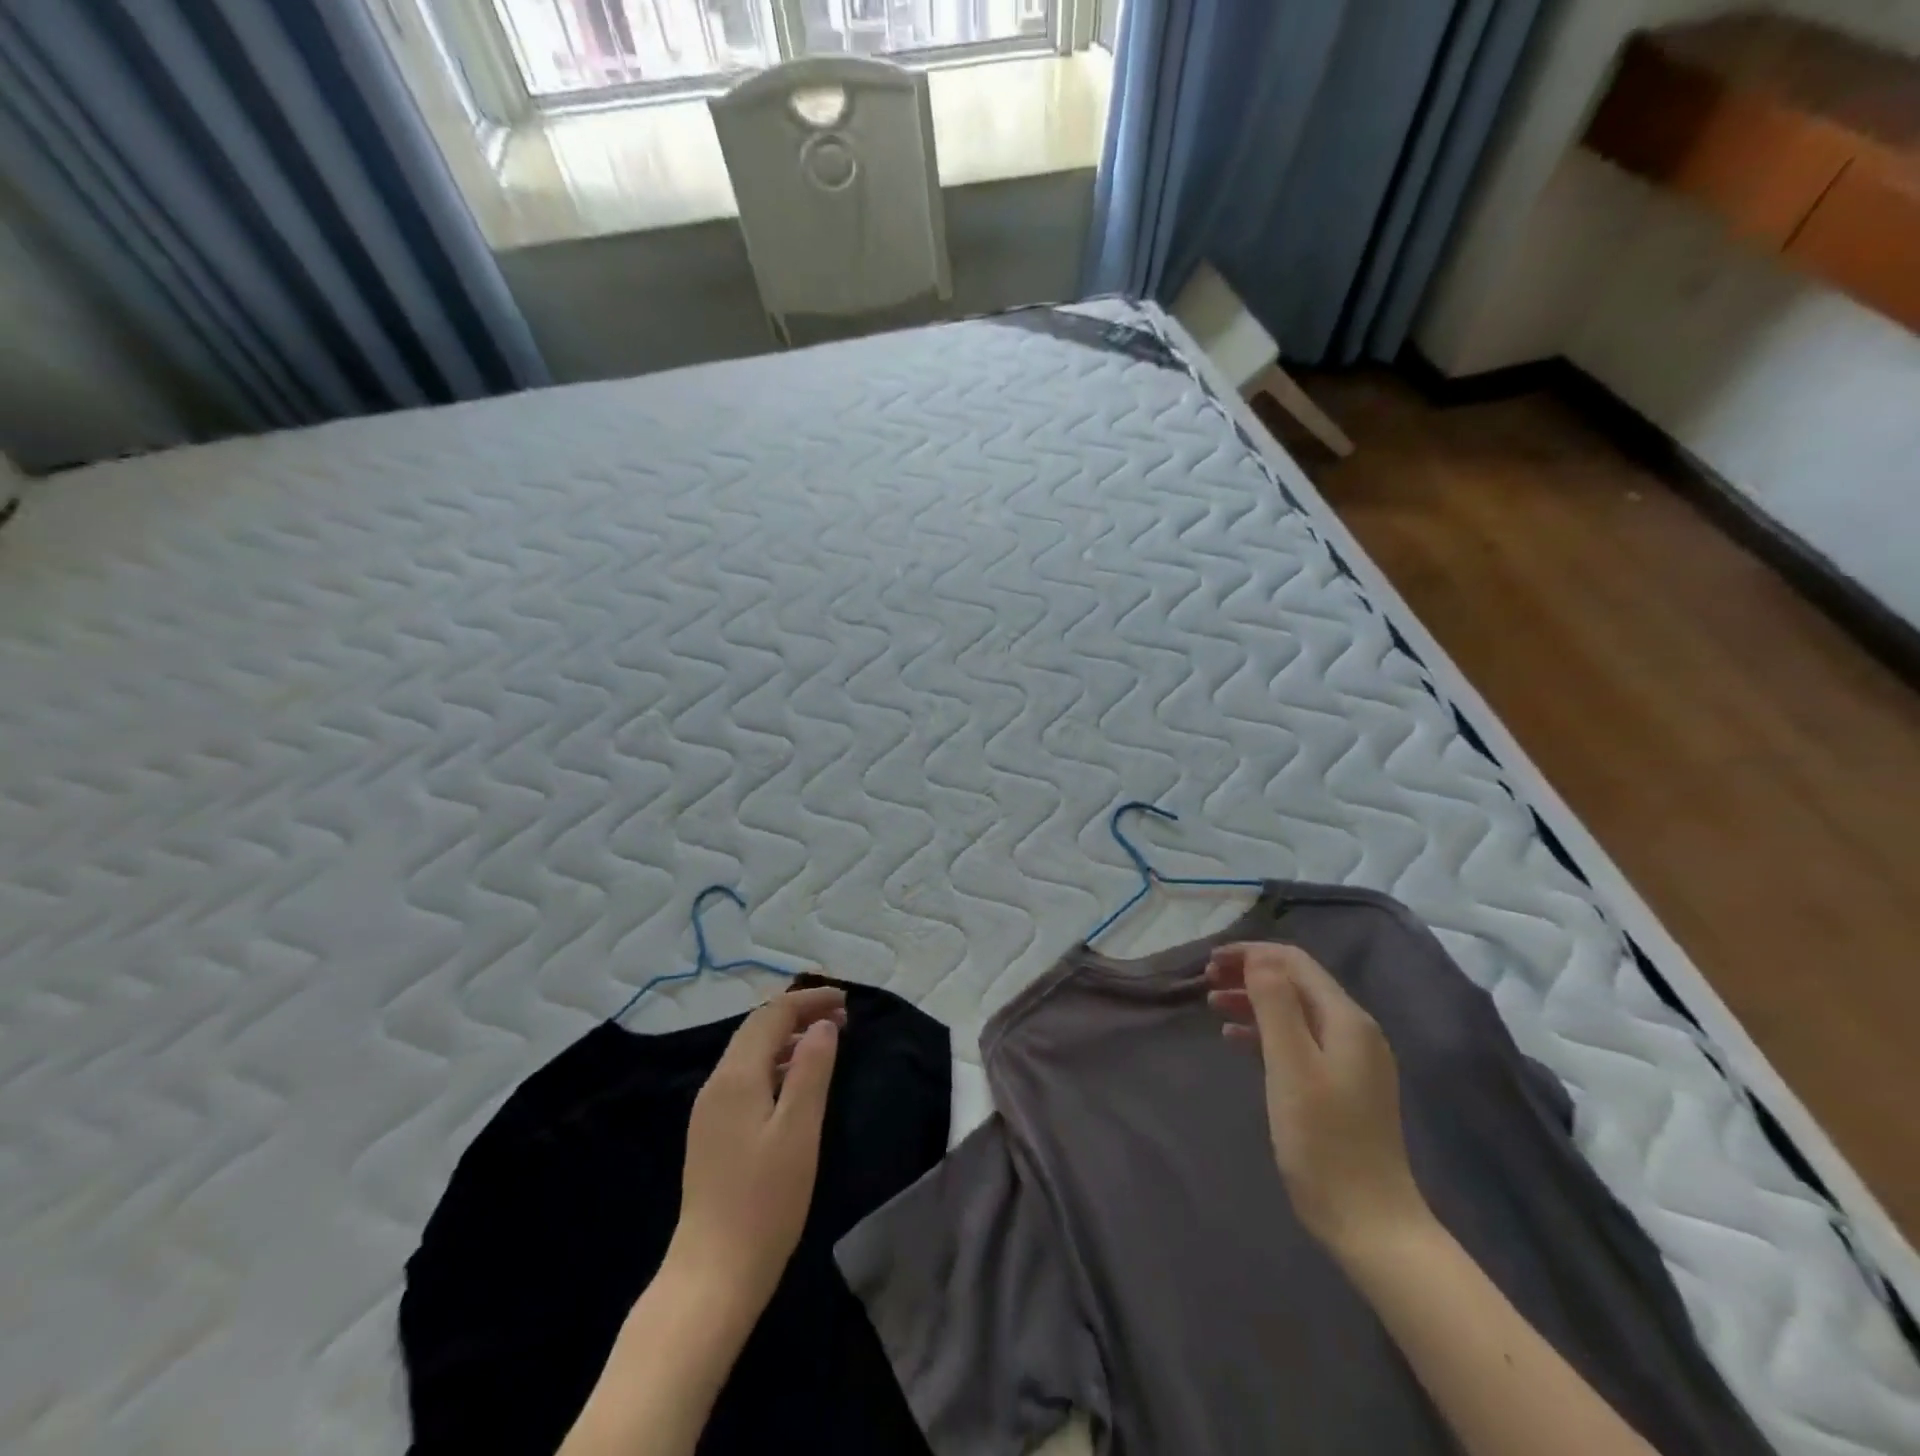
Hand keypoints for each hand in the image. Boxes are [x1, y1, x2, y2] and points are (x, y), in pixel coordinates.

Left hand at [665, 985, 846, 1319]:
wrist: (712, 1275)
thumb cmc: (764, 1201)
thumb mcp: (799, 1130)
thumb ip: (812, 1070)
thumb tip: (823, 1025)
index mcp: (736, 1076)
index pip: (772, 1015)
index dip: (809, 1000)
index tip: (846, 999)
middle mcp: (717, 1083)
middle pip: (758, 1027)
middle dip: (799, 1013)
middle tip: (842, 1015)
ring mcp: (710, 1110)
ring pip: (751, 1052)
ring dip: (789, 1037)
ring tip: (828, 1040)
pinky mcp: (713, 1133)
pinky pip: (747, 1076)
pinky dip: (776, 1063)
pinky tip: (797, 1080)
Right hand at [1207, 943, 1430, 1255]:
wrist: (1369, 1223)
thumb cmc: (1323, 1141)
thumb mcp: (1291, 1066)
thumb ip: (1275, 1005)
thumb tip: (1258, 957)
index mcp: (1346, 1019)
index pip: (1295, 963)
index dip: (1251, 954)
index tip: (1209, 962)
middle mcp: (1354, 1031)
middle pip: (1295, 983)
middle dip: (1249, 974)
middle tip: (1206, 981)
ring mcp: (1351, 1060)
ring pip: (1294, 1011)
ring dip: (1253, 1001)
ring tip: (1212, 1004)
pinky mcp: (1341, 1086)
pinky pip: (1298, 1040)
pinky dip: (1265, 1031)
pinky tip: (1235, 1040)